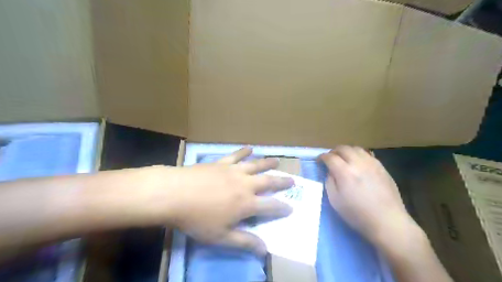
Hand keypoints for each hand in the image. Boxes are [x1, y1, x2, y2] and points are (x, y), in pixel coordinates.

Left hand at [165, 149, 294, 254]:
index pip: (271, 206)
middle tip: (292, 180)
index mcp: (246, 203)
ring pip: (256, 165)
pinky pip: (236, 155)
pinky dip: (244, 151)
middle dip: (282, 181)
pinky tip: (250, 148)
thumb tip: (264, 250)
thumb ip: (244, 241)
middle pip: (268, 181)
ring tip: (278, 161)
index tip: (291, 207)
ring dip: (268, 163)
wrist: (175, 194)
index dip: (282, 208)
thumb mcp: (221, 237)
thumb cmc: (197, 219)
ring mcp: (233, 171)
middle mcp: (245, 184)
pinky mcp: (222, 162)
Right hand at [321, 147, 415, 245]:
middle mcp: (358, 163)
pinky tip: (358, 163)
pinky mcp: (381, 167)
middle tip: (330, 158)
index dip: (322, 157)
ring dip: (346, 151)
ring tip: (344, 159)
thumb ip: (329, 182)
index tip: (319, 161)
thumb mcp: (335, 200)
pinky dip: (358, 155)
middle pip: (343, 148)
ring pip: (356, 148)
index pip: (330, 157)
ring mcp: (372, 163)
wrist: (387, 221)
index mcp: (344, 172)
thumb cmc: (357, 214)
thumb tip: (330, 172)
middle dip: (333, 151)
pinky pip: (367, 154)